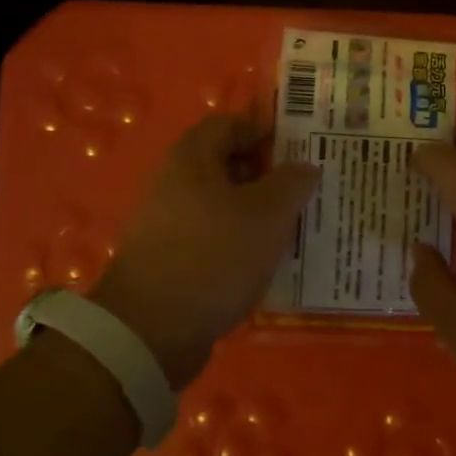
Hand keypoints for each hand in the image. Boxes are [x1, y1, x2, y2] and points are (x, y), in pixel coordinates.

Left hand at [88, 114, 319, 387]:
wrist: (150, 331)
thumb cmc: (213, 256)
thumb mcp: (267, 214)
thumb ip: (292, 183)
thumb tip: (305, 166)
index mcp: (191, 158)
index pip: (231, 123)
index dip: (266, 129)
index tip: (302, 146)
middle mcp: (173, 182)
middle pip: (225, 163)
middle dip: (266, 172)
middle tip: (304, 188)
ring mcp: (166, 222)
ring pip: (221, 203)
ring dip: (255, 210)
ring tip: (293, 225)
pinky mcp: (167, 258)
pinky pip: (211, 235)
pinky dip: (238, 240)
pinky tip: (264, 259)